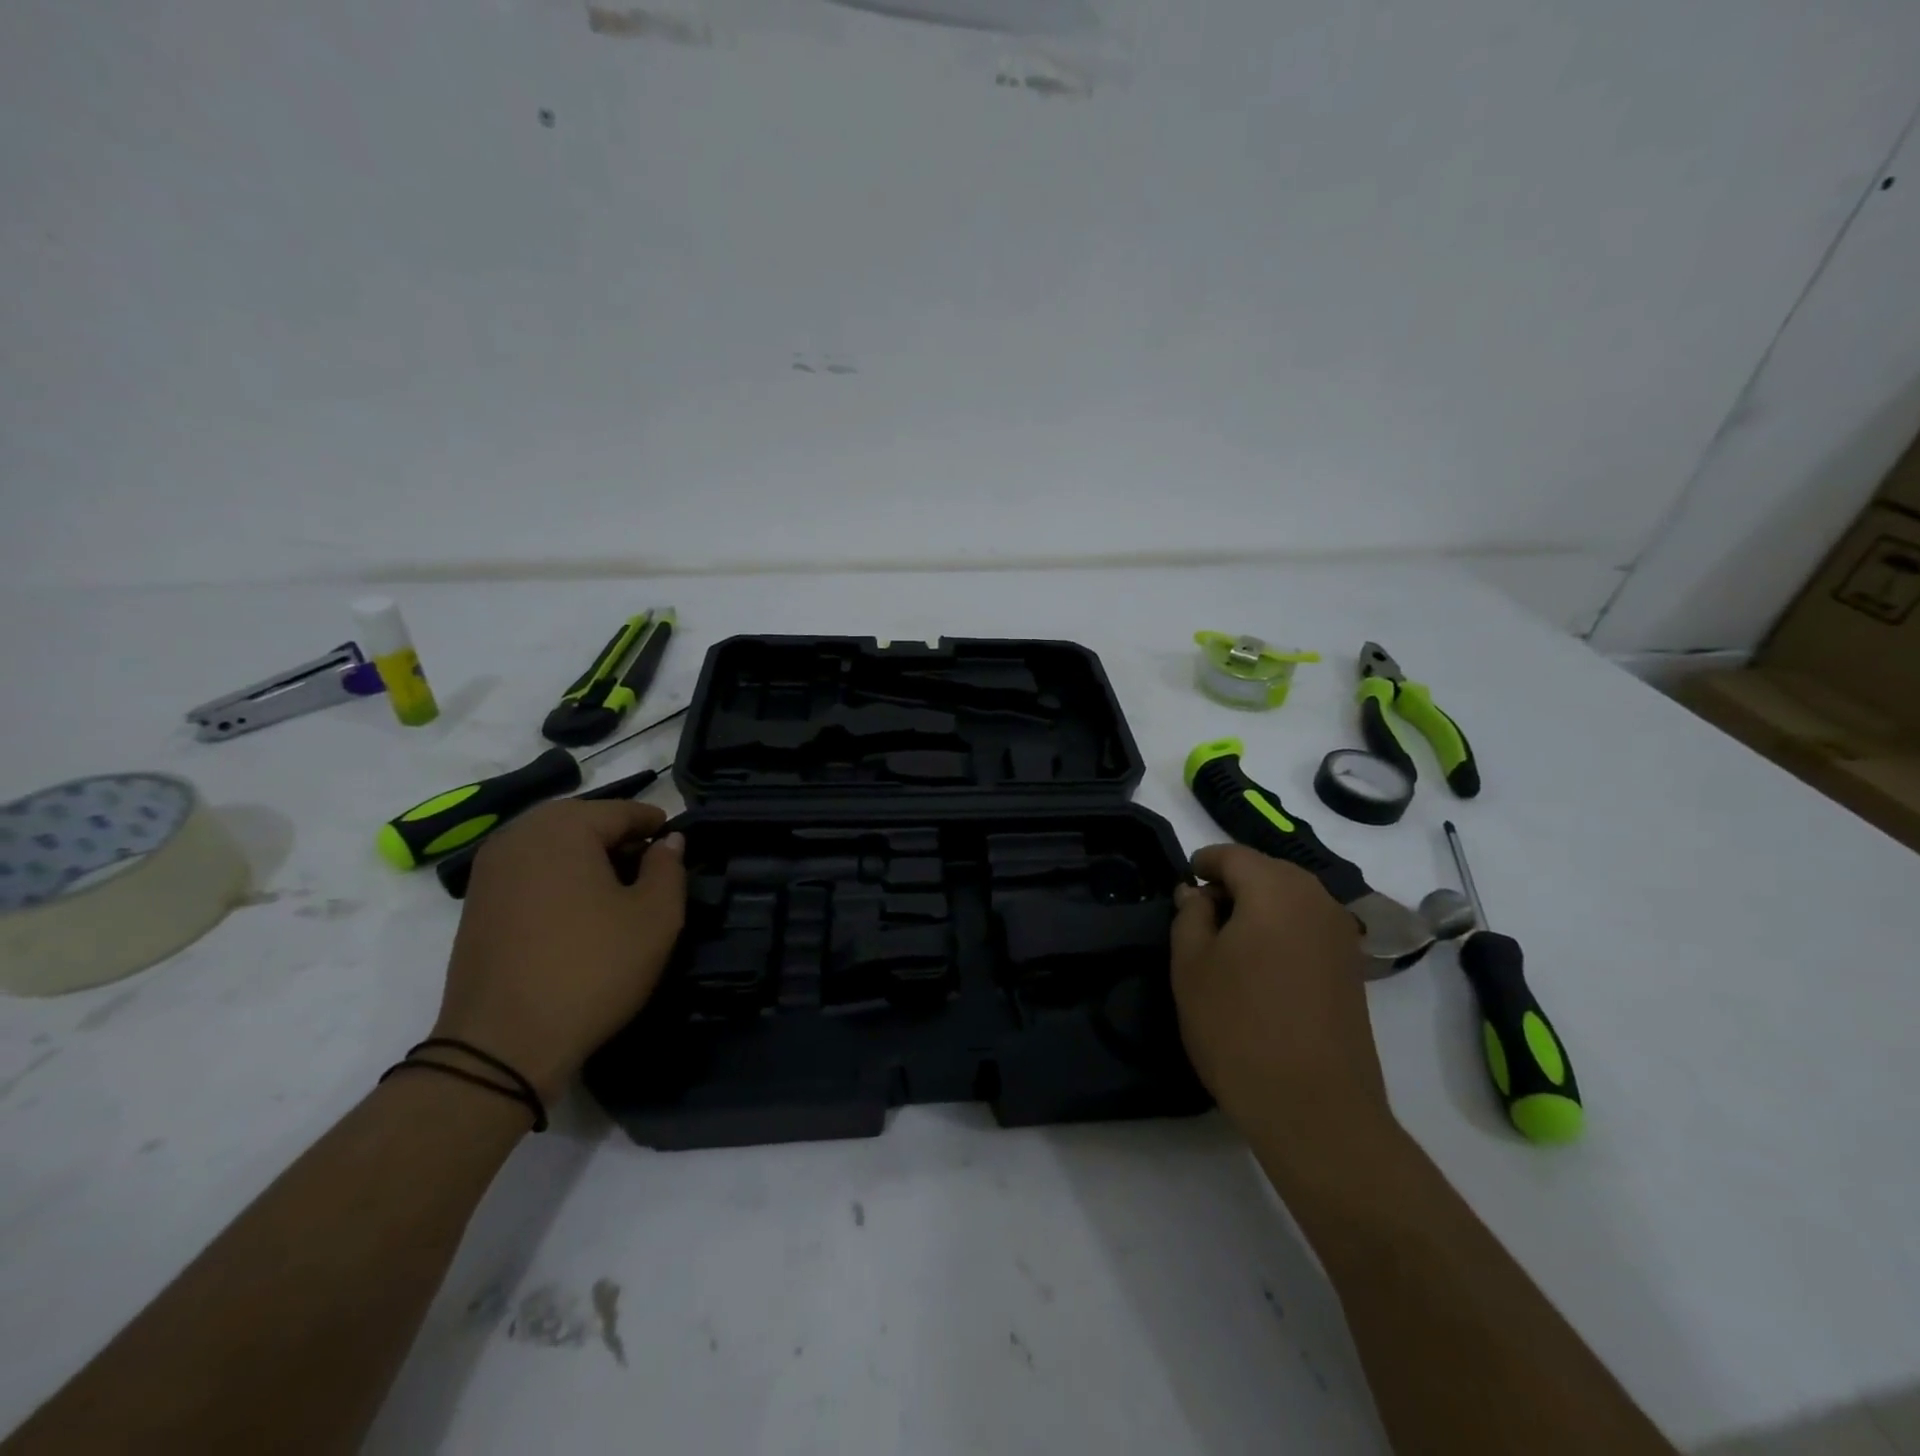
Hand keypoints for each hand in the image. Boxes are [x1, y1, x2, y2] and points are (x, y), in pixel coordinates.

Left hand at [431, 800, 685, 1104]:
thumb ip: (669, 867)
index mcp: (564, 827)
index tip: (677, 847)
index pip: (623, 811)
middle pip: (584, 821)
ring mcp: (489, 868)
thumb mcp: (656, 917)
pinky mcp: (475, 902)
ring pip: (554, 845)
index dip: (656, 826)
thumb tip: (668, 841)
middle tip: (650, 870)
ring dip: (587, 858)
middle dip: (620, 839)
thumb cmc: (592, 969)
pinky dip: (558, 878)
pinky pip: (529, 870)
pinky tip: (577, 912)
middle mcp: (519, 834)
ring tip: (616, 893)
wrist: (502, 1045)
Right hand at [1170, 844, 1394, 1168]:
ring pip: (1290, 899)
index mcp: (1275, 889)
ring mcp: (1341, 934)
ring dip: (1258, 907)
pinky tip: (1260, 964)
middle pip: (1267, 871)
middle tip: (1199, 914)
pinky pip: (1308, 927)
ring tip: (1227, 942)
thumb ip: (1190, 915)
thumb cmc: (1238, 1026)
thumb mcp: (1191, 965)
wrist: (1314, 1107)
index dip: (1203, 863)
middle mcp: (1316, 900)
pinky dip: (1281, 930)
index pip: (1233, 855)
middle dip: (1232, 883)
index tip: (1183, 884)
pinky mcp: (1352, 968)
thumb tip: (1197, 893)